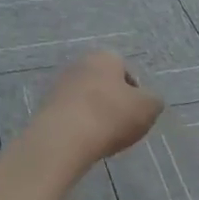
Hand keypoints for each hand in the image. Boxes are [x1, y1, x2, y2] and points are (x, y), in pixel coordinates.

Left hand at [34, 50, 163, 163]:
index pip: (126, 71)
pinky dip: (78, 126)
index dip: (135, 94)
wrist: (63, 138)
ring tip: (101, 138)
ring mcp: (59, 84)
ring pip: (86, 100)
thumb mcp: (148, 108)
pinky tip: (83, 143)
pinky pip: (70, 115)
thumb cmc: (110, 115)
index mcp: (105, 57)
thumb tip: (148, 101)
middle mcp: (79, 63)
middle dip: (113, 103)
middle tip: (121, 127)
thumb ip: (153, 101)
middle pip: (104, 85)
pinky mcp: (45, 106)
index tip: (136, 115)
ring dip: (95, 115)